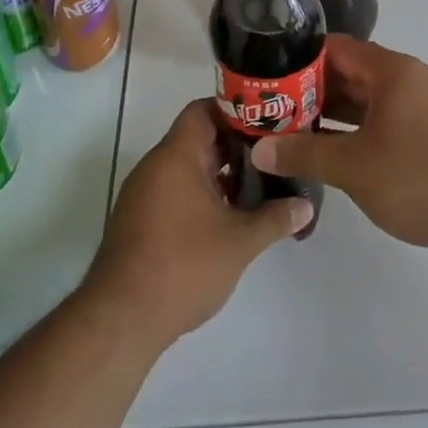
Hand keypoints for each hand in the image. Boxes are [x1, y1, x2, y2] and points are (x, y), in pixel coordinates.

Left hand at [86, 100, 312, 346]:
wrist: (122, 318)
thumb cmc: (183, 266)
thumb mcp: (239, 242)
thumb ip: (275, 218)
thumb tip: (305, 206)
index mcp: (176, 156)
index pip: (203, 110)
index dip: (236, 111)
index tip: (267, 122)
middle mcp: (156, 166)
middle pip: (198, 138)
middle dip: (236, 146)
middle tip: (273, 156)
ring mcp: (144, 193)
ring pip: (187, 167)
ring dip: (220, 174)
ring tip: (258, 187)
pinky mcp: (139, 219)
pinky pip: (175, 189)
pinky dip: (202, 194)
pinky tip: (228, 216)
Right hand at [253, 36, 427, 249]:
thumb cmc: (419, 178)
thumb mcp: (353, 167)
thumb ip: (303, 153)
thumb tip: (259, 149)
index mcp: (392, 71)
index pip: (337, 48)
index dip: (300, 59)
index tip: (268, 77)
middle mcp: (409, 80)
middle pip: (351, 73)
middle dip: (312, 90)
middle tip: (272, 108)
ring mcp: (423, 106)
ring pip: (367, 99)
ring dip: (333, 113)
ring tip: (292, 129)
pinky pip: (384, 119)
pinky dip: (356, 129)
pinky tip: (332, 150)